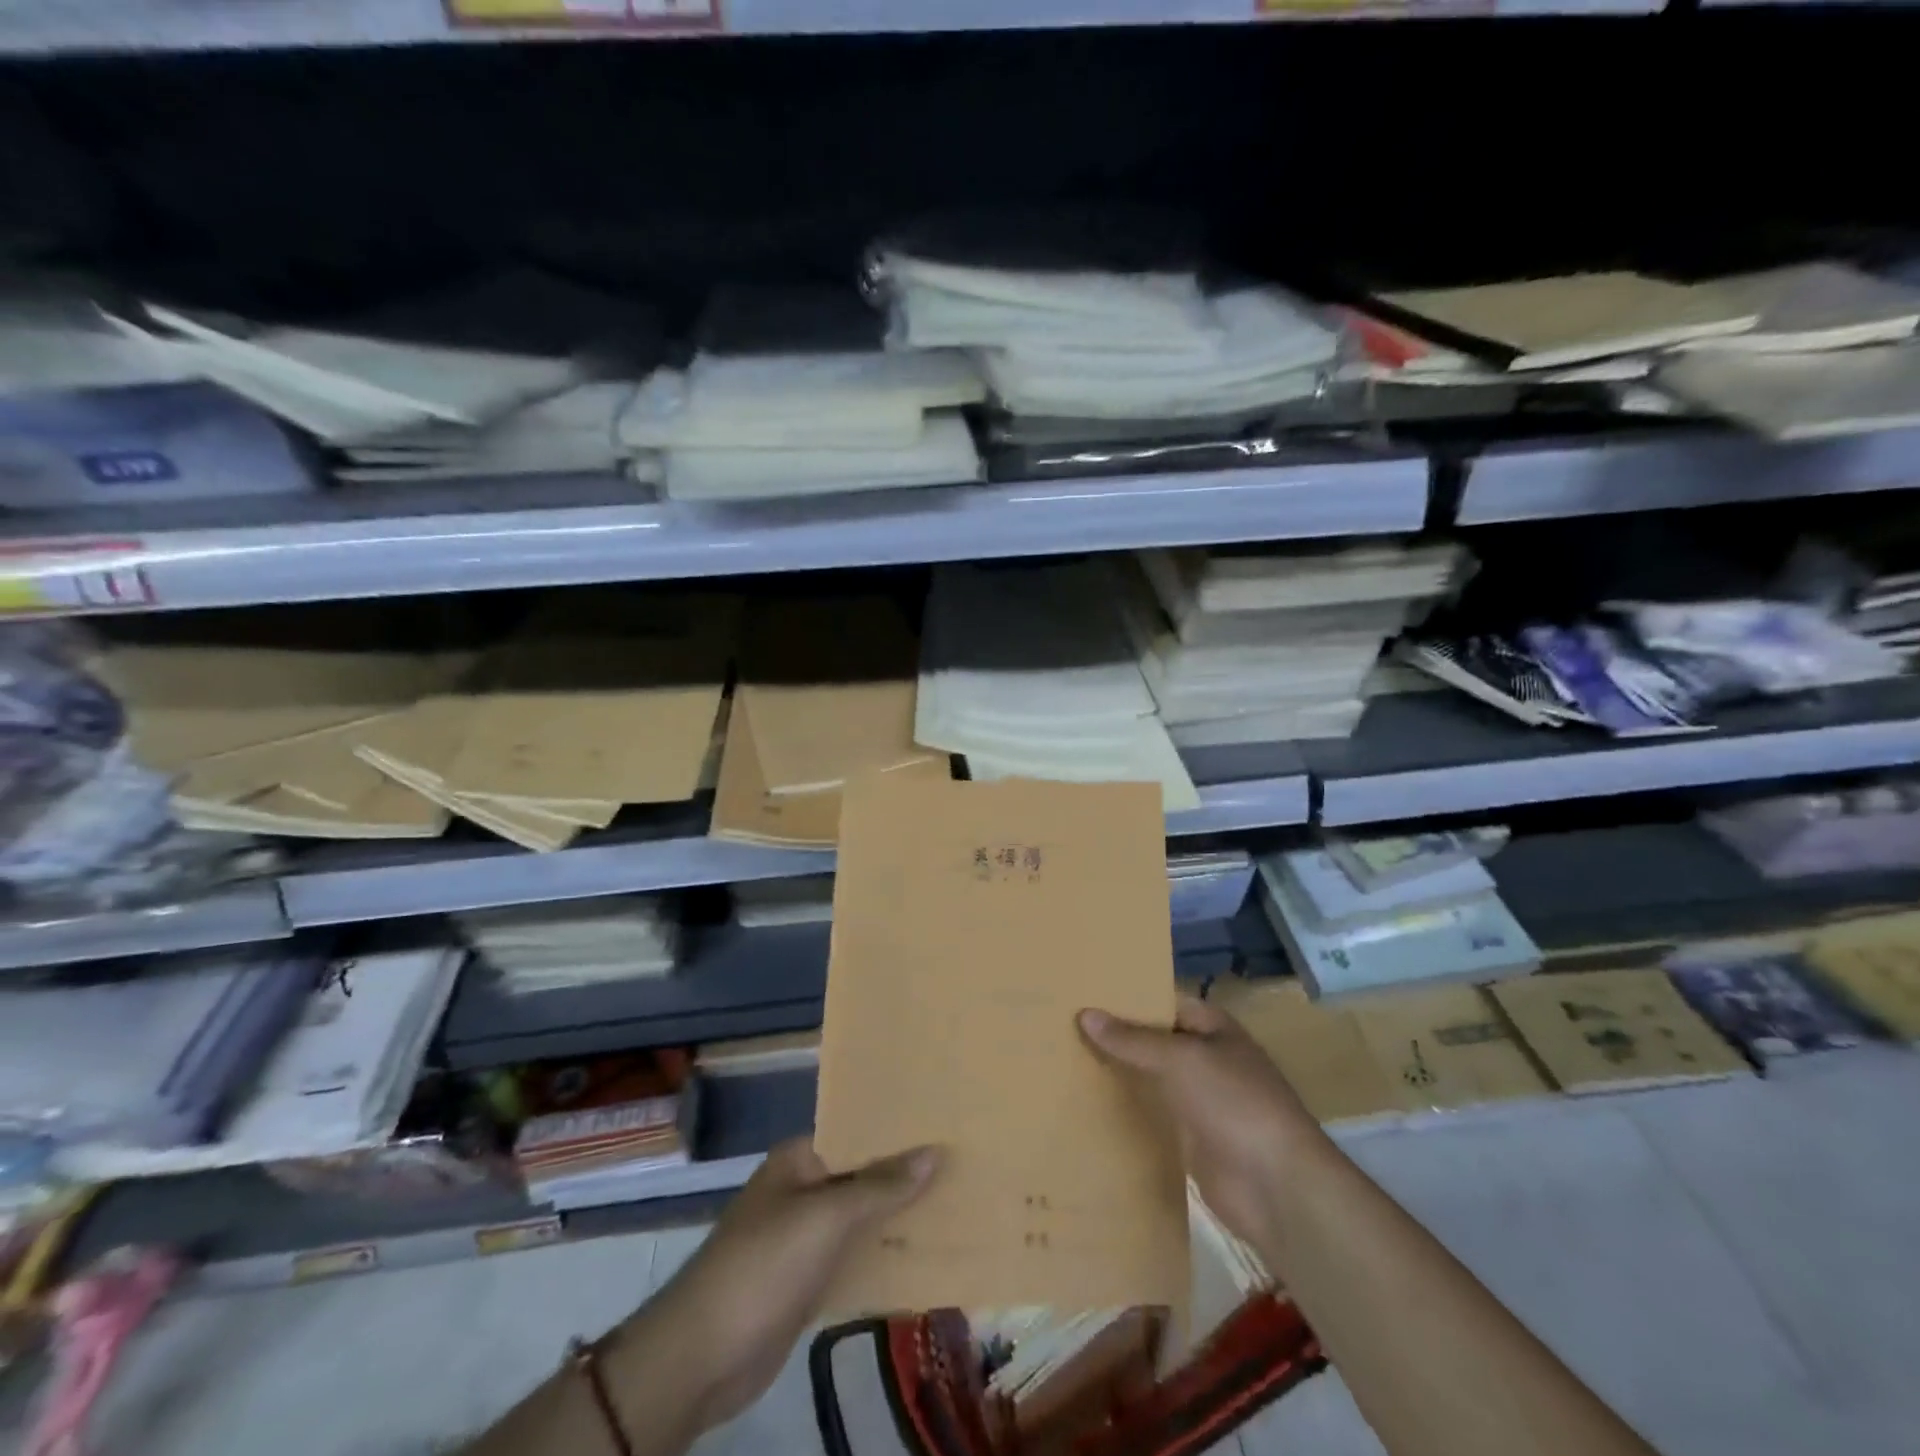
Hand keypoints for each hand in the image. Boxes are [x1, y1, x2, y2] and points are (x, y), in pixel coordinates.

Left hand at [624, 1138, 939, 1434]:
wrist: (702, 1357)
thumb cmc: (763, 1266)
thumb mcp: (825, 1218)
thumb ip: (879, 1186)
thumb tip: (933, 1152)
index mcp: (800, 1159)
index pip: (857, 1132)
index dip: (897, 1131)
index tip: (944, 1125)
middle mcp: (803, 1190)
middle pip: (862, 1175)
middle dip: (905, 1175)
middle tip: (962, 1165)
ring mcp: (804, 1238)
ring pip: (861, 1219)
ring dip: (898, 1217)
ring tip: (955, 1204)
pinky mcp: (808, 1281)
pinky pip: (854, 1258)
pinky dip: (883, 1256)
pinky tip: (923, 1256)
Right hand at [1079, 996, 1327, 1256]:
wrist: (1276, 1187)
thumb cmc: (1233, 1103)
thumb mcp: (1180, 1059)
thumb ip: (1132, 1039)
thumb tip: (1085, 1014)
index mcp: (1213, 1028)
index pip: (1163, 1002)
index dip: (1127, 998)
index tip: (1084, 995)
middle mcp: (1206, 1059)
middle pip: (1154, 1042)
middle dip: (1116, 1037)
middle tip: (1062, 1027)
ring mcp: (1199, 1102)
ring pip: (1150, 1080)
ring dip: (1118, 1075)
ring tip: (1063, 1061)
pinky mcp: (1189, 1140)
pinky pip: (1151, 1117)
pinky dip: (1126, 1112)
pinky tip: (1086, 1106)